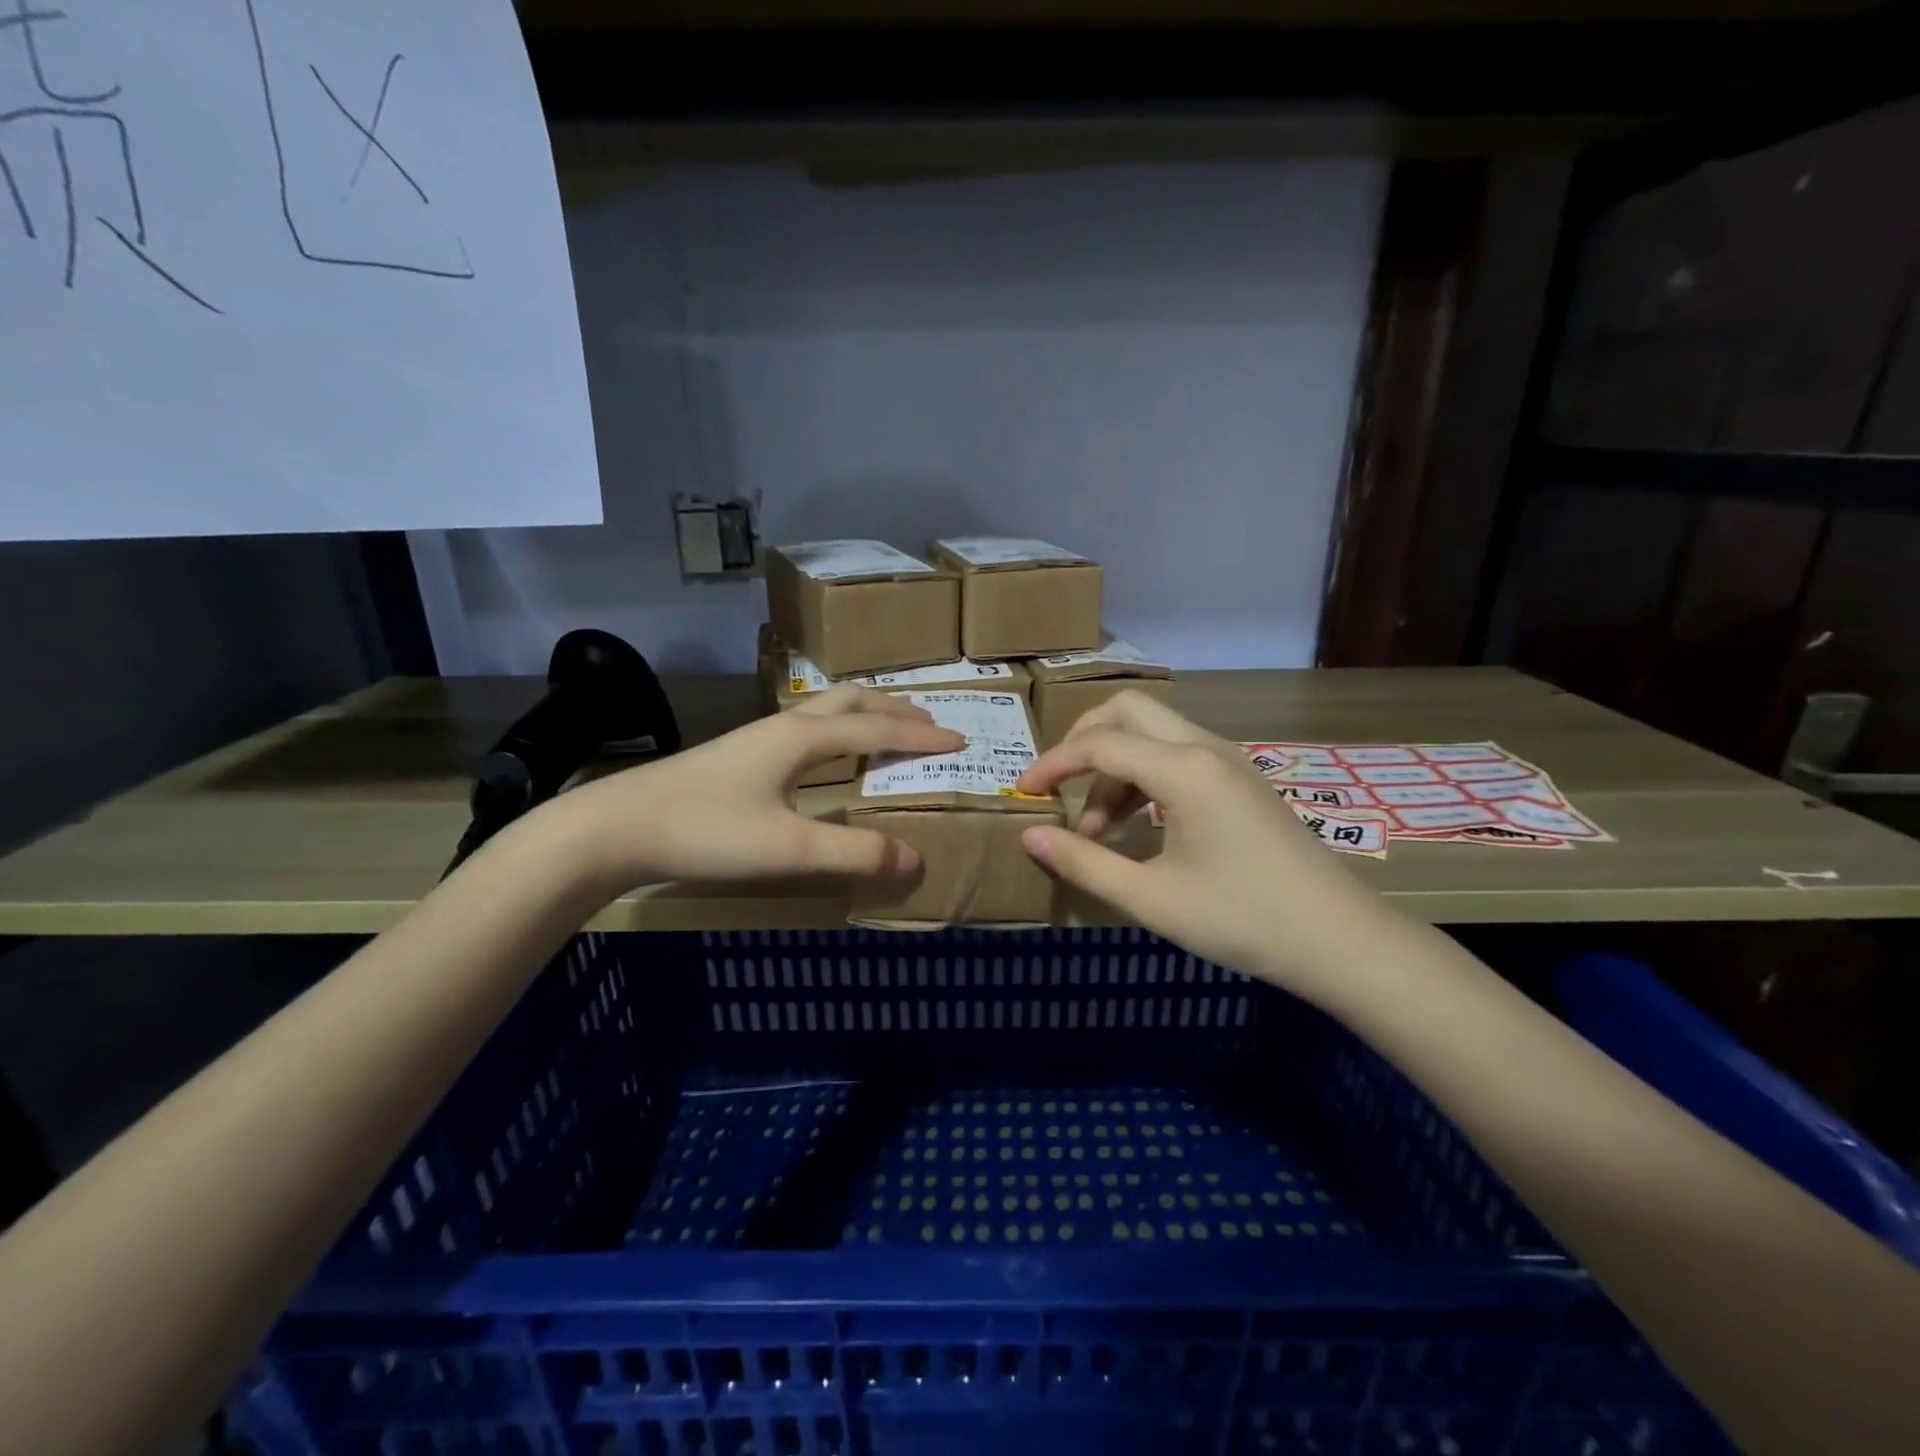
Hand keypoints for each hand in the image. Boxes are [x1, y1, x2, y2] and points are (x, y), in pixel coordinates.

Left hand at [547, 685, 964, 891]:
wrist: (618, 827)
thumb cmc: (707, 830)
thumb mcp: (788, 847)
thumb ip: (854, 854)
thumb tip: (915, 860)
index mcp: (804, 737)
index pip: (878, 730)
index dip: (922, 736)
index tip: (960, 739)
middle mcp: (786, 726)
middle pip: (852, 701)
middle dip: (896, 709)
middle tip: (930, 723)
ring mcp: (759, 738)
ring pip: (826, 711)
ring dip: (866, 715)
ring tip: (889, 732)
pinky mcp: (741, 755)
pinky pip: (807, 728)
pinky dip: (839, 732)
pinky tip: (828, 757)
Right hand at [1014, 690, 1379, 1000]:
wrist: (1340, 940)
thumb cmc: (1242, 920)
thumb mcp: (1151, 898)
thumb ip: (1084, 862)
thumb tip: (1029, 836)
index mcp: (1183, 769)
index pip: (1098, 743)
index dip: (1052, 764)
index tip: (1022, 793)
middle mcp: (1205, 747)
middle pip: (1127, 711)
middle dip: (1083, 741)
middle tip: (1058, 787)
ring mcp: (1228, 760)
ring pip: (1153, 733)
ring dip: (1115, 766)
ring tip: (1096, 830)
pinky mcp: (1240, 779)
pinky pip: (1178, 755)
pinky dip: (1144, 776)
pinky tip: (1138, 825)